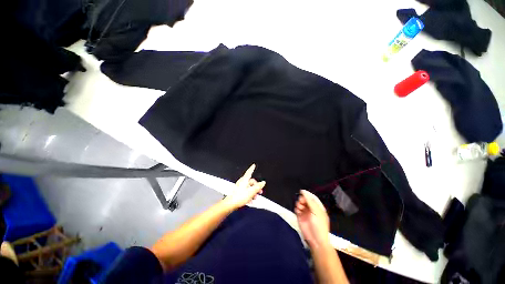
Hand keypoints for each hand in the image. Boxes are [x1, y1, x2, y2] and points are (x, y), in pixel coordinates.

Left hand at [224, 164, 264, 209]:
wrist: (231, 204)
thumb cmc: (240, 196)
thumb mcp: (252, 191)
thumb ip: (258, 186)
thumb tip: (263, 182)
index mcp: (245, 180)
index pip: (249, 172)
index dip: (252, 168)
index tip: (253, 165)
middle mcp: (242, 182)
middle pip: (251, 182)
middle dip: (256, 187)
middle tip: (260, 192)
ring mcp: (240, 187)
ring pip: (249, 188)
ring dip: (253, 193)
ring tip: (255, 198)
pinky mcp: (238, 192)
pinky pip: (246, 192)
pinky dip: (249, 196)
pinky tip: (251, 201)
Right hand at [295, 190, 330, 247]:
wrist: (315, 240)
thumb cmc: (319, 225)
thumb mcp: (316, 212)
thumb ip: (310, 201)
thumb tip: (303, 191)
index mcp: (318, 207)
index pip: (312, 197)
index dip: (307, 194)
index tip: (301, 191)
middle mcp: (311, 209)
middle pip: (305, 200)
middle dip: (302, 199)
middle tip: (301, 202)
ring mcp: (305, 213)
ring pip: (300, 204)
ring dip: (299, 204)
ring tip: (299, 208)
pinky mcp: (300, 217)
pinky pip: (297, 209)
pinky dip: (296, 208)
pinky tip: (298, 211)